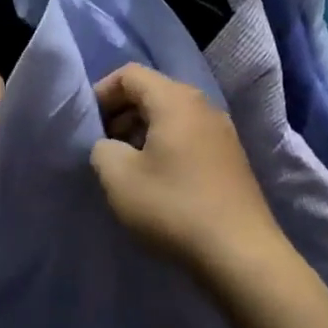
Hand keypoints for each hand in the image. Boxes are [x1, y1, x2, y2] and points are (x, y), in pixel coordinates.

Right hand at [90, 64, 284, 278]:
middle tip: (103, 146)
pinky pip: (189, 136)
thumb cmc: (173, 207)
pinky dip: (165, 146)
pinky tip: (157, 180)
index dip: (102, 92)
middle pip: (153, 91)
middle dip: (121, 113)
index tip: (88, 125)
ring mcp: (222, 132)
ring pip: (171, 116)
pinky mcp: (231, 158)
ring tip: (126, 166)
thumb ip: (101, 149)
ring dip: (142, 131)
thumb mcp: (119, 178)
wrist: (240, 254)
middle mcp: (203, 106)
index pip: (130, 74)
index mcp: (175, 100)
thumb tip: (109, 146)